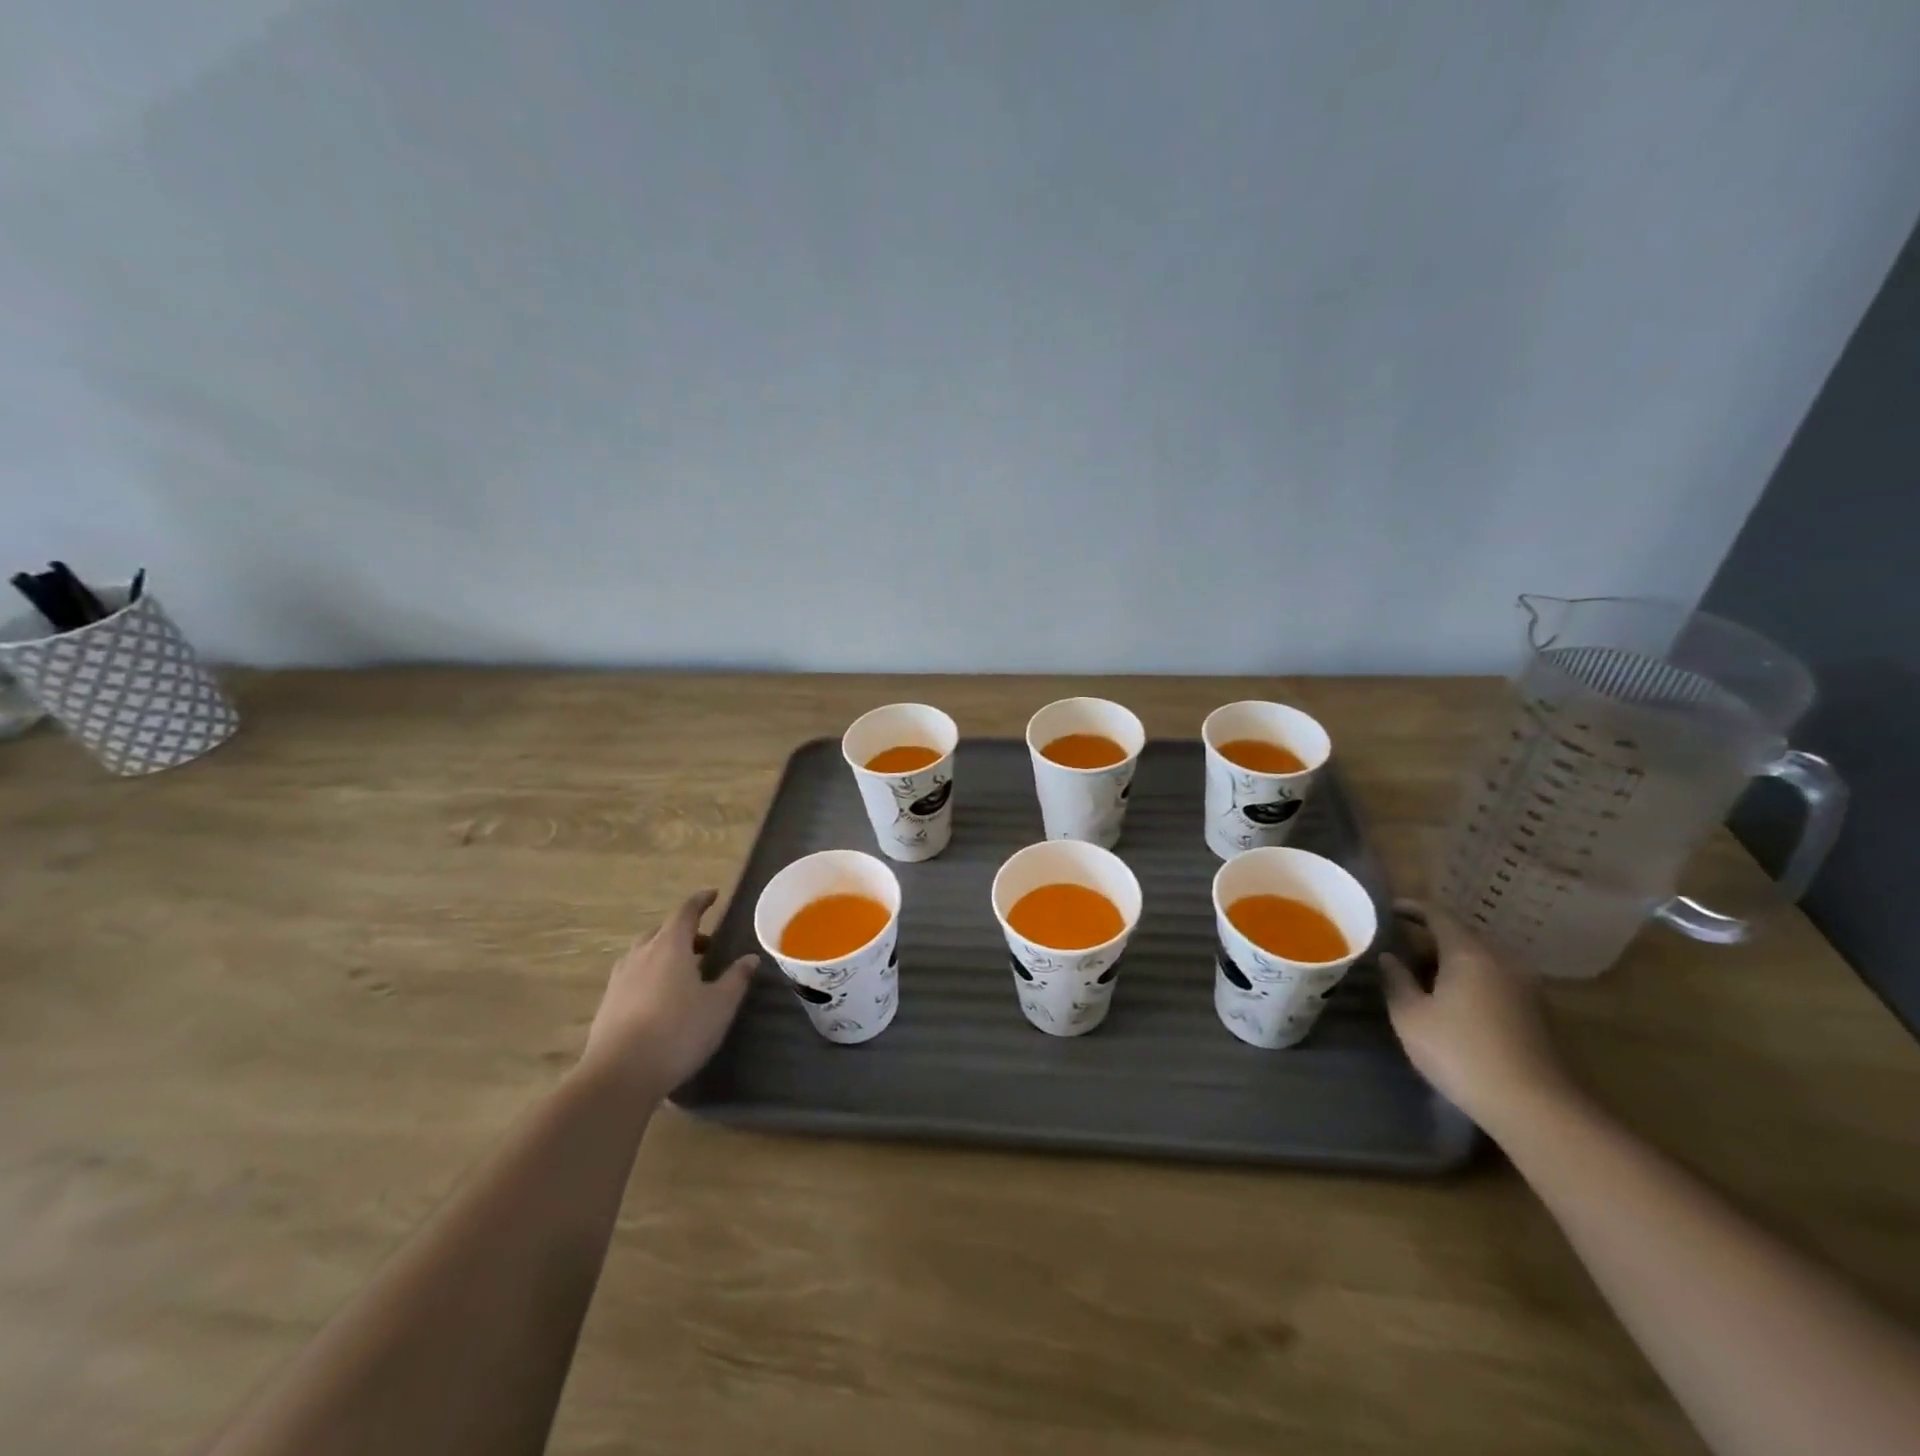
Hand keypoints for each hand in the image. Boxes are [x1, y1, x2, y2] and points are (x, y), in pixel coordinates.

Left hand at [579, 890, 757, 1099]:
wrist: (619, 1075)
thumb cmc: (678, 1032)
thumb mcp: (719, 1006)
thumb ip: (736, 979)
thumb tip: (750, 958)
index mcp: (670, 946)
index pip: (686, 912)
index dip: (700, 901)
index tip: (712, 895)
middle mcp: (642, 954)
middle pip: (662, 931)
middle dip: (684, 932)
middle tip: (706, 944)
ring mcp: (620, 979)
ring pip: (644, 953)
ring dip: (665, 953)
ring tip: (683, 971)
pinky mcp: (607, 1003)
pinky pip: (632, 975)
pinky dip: (649, 974)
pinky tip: (659, 997)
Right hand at [1380, 901, 1576, 1132]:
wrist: (1533, 1106)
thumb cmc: (1460, 1052)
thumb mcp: (1410, 1016)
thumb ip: (1396, 980)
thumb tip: (1389, 958)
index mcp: (1469, 953)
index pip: (1437, 914)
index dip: (1410, 908)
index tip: (1387, 910)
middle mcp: (1501, 960)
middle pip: (1461, 936)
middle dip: (1428, 937)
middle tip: (1398, 948)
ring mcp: (1524, 986)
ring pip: (1479, 959)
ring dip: (1449, 961)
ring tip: (1420, 976)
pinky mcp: (1535, 1012)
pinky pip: (1494, 980)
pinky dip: (1469, 980)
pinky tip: (1451, 1001)